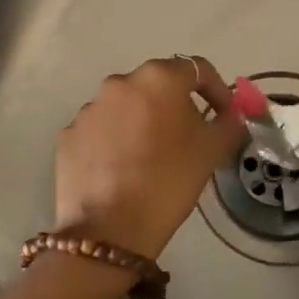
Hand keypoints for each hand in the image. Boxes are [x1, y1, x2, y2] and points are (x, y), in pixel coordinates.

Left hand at [56, 57, 244, 262]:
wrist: (109, 228)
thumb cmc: (169, 180)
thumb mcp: (212, 151)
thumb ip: (228, 123)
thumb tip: (229, 115)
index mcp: (158, 78)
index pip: (197, 69)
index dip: (216, 90)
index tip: (223, 116)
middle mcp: (120, 82)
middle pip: (157, 86)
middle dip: (175, 105)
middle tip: (188, 137)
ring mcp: (89, 108)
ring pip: (125, 107)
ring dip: (141, 122)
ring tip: (150, 157)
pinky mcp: (69, 134)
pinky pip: (101, 130)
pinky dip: (114, 141)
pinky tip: (121, 170)